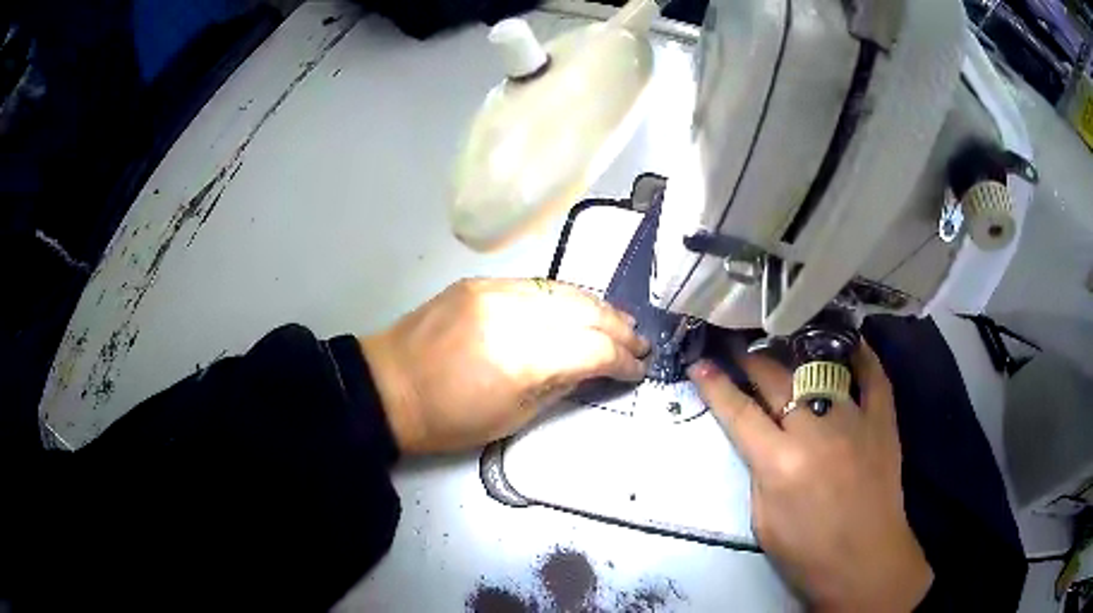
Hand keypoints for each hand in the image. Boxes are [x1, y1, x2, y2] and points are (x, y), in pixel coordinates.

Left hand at [360, 278, 649, 453]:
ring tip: (619, 322)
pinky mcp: (480, 282)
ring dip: (597, 307)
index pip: (592, 349)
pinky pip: (536, 285)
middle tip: (639, 343)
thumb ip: (560, 385)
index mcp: (521, 359)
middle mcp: (513, 314)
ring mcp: (495, 291)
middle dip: (619, 328)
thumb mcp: (513, 418)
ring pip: (564, 291)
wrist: (388, 386)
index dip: (622, 361)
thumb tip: (593, 367)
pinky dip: (564, 297)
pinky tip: (577, 307)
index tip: (637, 370)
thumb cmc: (448, 419)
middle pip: (584, 312)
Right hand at [688, 343, 932, 611]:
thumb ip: (759, 472)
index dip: (715, 386)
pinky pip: (873, 375)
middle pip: (776, 380)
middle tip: (737, 345)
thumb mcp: (763, 521)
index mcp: (780, 463)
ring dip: (795, 352)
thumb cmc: (807, 552)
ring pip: (820, 368)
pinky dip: (861, 354)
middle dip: (750, 359)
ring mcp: (854, 419)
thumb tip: (760, 439)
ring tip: (782, 340)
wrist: (865, 560)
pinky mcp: (883, 420)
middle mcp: (815, 431)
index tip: (700, 364)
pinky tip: (847, 340)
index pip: (739, 413)